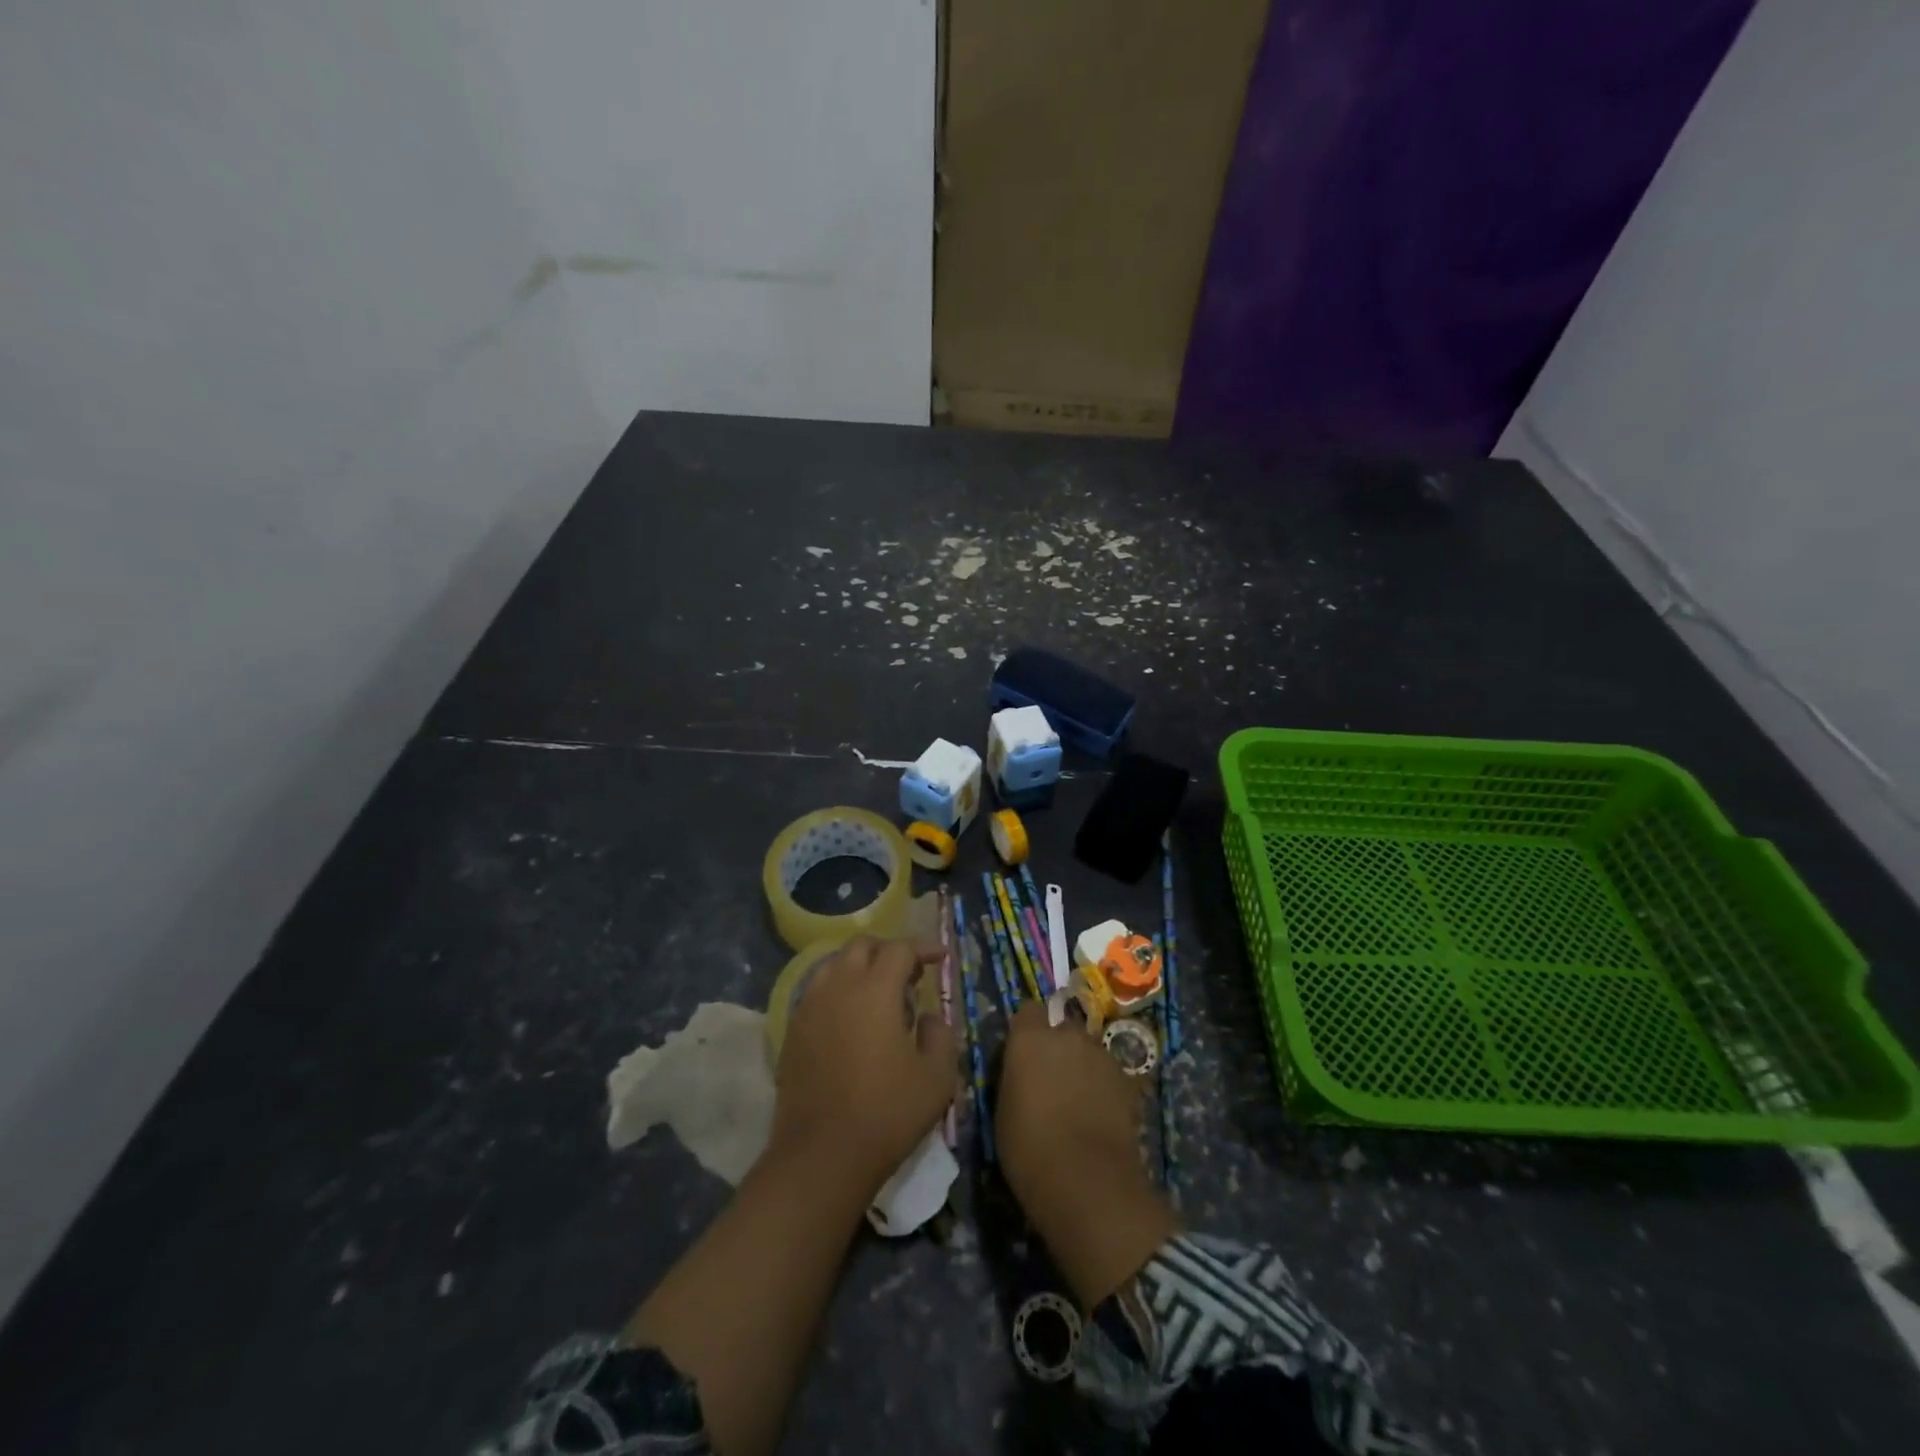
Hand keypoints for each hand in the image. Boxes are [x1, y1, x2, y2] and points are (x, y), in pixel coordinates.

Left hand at [772, 936, 958, 1196]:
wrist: (822, 1155)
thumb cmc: (887, 1113)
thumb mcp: (936, 1077)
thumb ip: (940, 1034)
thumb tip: (928, 1016)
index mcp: (875, 989)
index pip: (900, 948)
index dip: (924, 947)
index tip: (941, 957)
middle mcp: (838, 986)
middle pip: (862, 946)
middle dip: (888, 950)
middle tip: (910, 974)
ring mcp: (809, 1006)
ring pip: (834, 964)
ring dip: (860, 967)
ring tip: (879, 994)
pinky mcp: (793, 1030)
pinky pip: (817, 991)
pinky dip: (838, 990)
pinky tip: (852, 1019)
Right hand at [997, 1002, 1176, 1307]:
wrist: (1086, 1180)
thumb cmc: (1029, 1148)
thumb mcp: (1004, 1110)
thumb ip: (1016, 1077)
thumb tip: (1024, 1072)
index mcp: (1030, 1039)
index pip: (1028, 1011)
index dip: (1027, 1030)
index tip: (1023, 1052)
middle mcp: (1068, 1035)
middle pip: (1063, 1029)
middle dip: (1059, 1048)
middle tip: (1052, 1081)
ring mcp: (1102, 1055)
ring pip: (1090, 1052)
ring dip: (1084, 1067)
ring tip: (1079, 1102)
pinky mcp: (1128, 1080)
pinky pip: (1110, 1075)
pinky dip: (1105, 1088)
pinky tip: (1101, 1116)